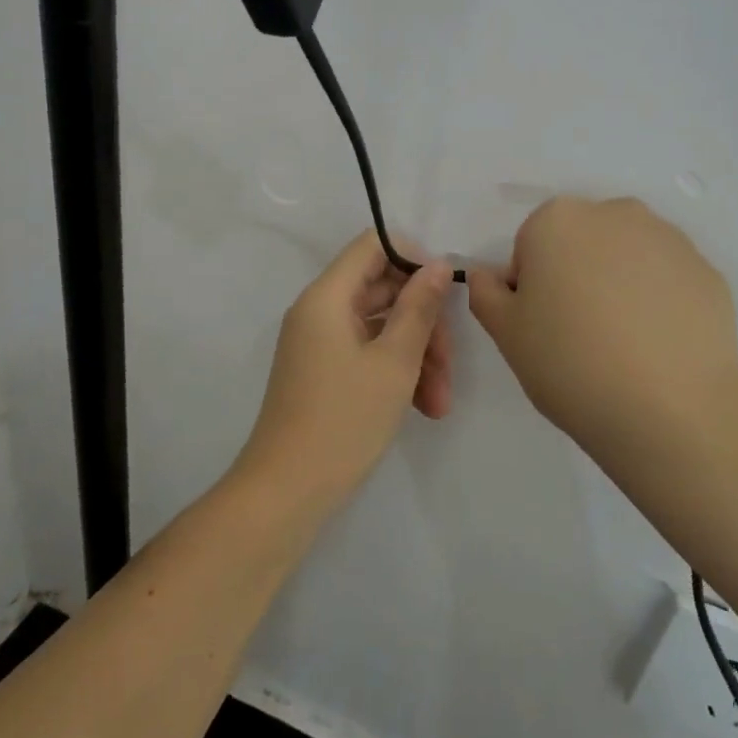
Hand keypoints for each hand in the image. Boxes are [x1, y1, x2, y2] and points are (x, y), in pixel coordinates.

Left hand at [236, 232, 454, 504]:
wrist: (287, 491)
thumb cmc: (344, 420)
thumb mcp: (394, 362)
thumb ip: (419, 309)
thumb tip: (438, 265)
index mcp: (327, 296)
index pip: (372, 246)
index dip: (413, 259)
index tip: (445, 292)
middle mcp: (318, 311)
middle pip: (381, 290)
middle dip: (423, 324)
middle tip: (450, 365)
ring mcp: (319, 343)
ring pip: (379, 327)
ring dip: (416, 356)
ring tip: (440, 403)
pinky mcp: (322, 371)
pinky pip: (366, 353)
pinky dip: (395, 372)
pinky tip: (423, 407)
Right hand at [467, 197, 737, 458]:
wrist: (670, 409)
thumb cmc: (569, 362)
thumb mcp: (505, 333)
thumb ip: (485, 293)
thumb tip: (486, 275)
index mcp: (557, 220)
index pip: (530, 247)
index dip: (530, 287)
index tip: (541, 327)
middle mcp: (614, 213)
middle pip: (580, 242)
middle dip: (575, 275)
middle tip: (578, 334)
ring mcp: (668, 239)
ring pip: (626, 257)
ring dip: (617, 284)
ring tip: (622, 343)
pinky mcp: (707, 271)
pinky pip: (666, 280)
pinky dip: (657, 302)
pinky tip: (657, 347)